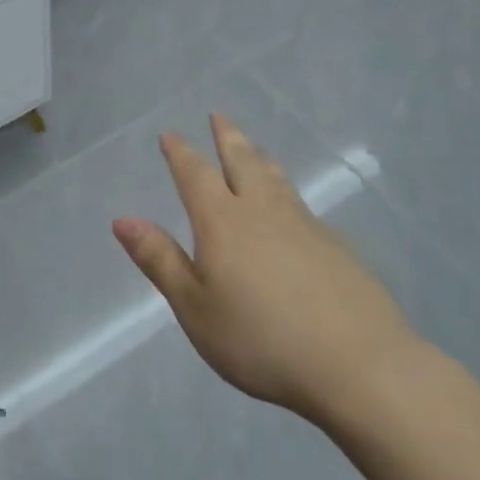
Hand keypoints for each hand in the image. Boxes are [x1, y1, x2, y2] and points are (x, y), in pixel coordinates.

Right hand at [112, 114, 416, 424]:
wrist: (357, 364)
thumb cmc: (260, 339)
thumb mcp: (194, 307)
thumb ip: (160, 260)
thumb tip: (123, 219)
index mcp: (222, 221)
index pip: (196, 174)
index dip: (181, 152)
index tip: (170, 133)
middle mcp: (263, 211)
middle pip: (242, 161)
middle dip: (227, 137)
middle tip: (219, 115)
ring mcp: (305, 225)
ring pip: (277, 178)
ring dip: (260, 157)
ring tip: (254, 147)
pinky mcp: (337, 247)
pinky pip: (302, 205)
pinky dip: (288, 192)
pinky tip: (293, 208)